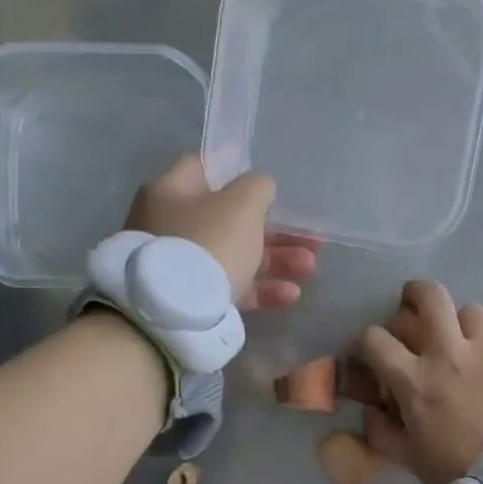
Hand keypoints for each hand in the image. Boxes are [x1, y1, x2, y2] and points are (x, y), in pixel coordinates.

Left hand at [127, 154, 318, 309]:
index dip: (239, 170)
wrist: (175, 315)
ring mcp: (180, 265)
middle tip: (311, 240)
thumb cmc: (209, 243)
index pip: (205, 168)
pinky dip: (261, 289)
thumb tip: (260, 188)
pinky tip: (291, 295)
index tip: (271, 182)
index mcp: (172, 191)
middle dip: (276, 230)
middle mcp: (171, 225)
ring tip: (309, 268)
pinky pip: (231, 287)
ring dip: (277, 261)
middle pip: (230, 220)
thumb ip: (257, 188)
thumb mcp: (241, 205)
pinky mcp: (192, 300)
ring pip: (236, 256)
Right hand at [354, 281, 482, 483]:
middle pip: (431, 297)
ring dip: (456, 321)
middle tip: (411, 306)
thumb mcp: (408, 459)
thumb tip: (373, 411)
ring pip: (469, 311)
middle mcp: (449, 354)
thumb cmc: (457, 473)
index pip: (375, 338)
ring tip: (456, 339)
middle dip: (414, 294)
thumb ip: (382, 431)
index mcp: (415, 379)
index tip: (369, 354)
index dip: (365, 343)